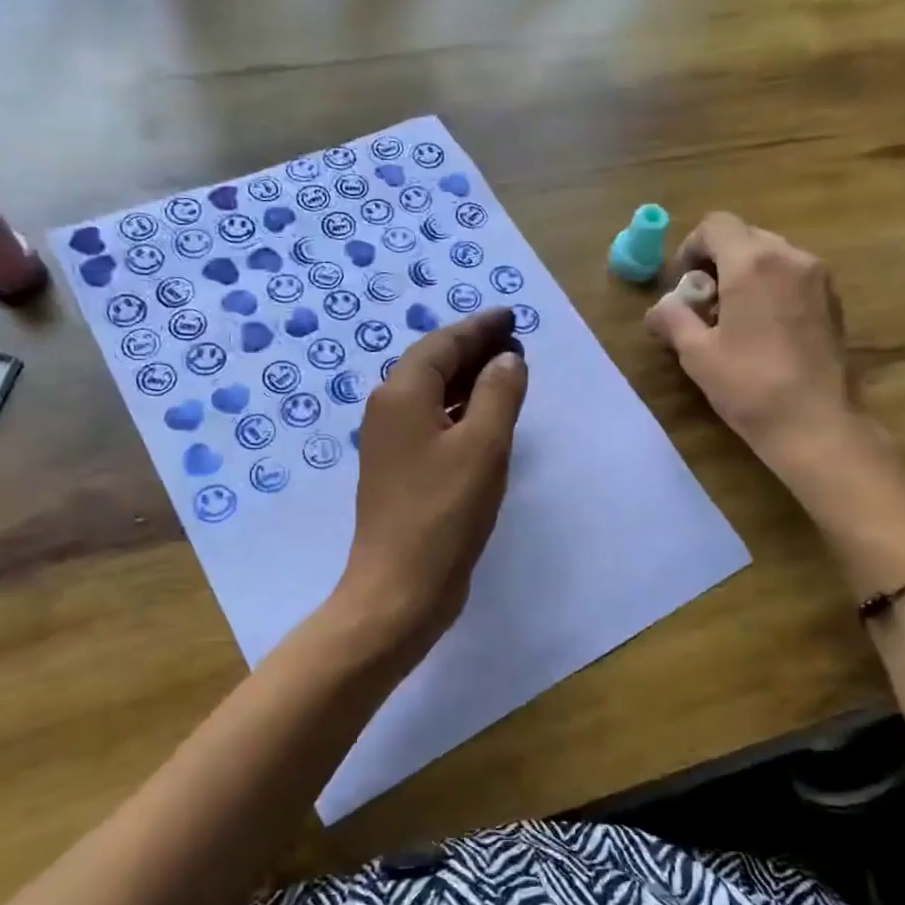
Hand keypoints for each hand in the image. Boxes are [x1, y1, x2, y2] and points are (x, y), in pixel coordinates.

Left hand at [337, 307, 527, 649]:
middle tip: (516, 343)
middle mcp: (389, 411)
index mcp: (402, 394)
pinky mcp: (401, 472)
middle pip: (434, 364)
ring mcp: (391, 444)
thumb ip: (499, 393)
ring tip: (508, 374)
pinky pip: (433, 424)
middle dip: (474, 350)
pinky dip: (461, 412)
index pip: (443, 343)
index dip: (479, 327)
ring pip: (433, 395)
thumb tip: (507, 359)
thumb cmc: (444, 512)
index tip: (511, 318)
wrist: (400, 587)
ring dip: (469, 380)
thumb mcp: (483, 446)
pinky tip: (485, 420)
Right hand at [645, 213, 859, 468]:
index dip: (691, 247)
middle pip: (745, 237)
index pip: (716, 225)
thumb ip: (672, 319)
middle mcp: (790, 257)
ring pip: (772, 255)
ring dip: (745, 274)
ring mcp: (817, 277)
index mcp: (752, 263)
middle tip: (703, 303)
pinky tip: (762, 328)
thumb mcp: (697, 354)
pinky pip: (793, 276)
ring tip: (732, 317)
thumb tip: (657, 309)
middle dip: (718, 261)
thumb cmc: (749, 385)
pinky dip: (771, 287)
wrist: (814, 422)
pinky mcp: (832, 300)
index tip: (683, 283)